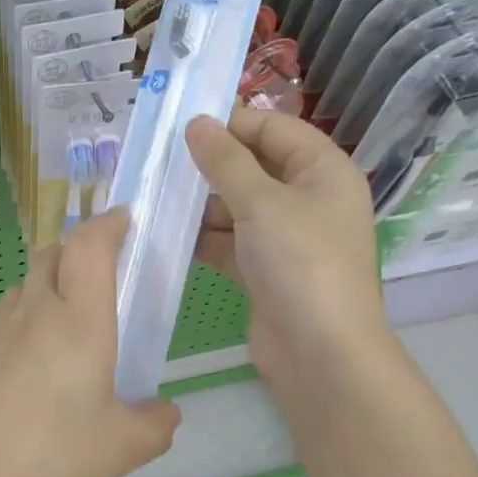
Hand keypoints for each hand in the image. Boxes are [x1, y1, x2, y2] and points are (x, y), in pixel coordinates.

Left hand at [0, 209, 181, 476]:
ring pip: (23, 288)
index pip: (90, 245)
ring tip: (61, 336)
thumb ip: (156, 423)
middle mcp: (32, 311)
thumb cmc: (50, 458)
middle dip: (77, 252)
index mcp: (78, 321)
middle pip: (52, 254)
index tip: (124, 221)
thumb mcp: (122, 449)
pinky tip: (21, 377)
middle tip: (98, 283)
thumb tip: (165, 411)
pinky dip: (18, 329)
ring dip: (46, 291)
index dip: (108, 223)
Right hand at [185, 107, 386, 390]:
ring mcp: (286, 237)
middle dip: (209, 167)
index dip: (232, 123)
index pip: (274, 128)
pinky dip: (203, 238)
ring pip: (237, 206)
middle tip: (160, 163)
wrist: (320, 353)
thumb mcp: (261, 203)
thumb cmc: (300, 263)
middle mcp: (308, 198)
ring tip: (155, 198)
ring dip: (200, 204)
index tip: (183, 127)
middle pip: (253, 167)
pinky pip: (229, 241)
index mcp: (323, 171)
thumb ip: (225, 161)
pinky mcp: (265, 269)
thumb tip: (196, 123)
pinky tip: (166, 234)